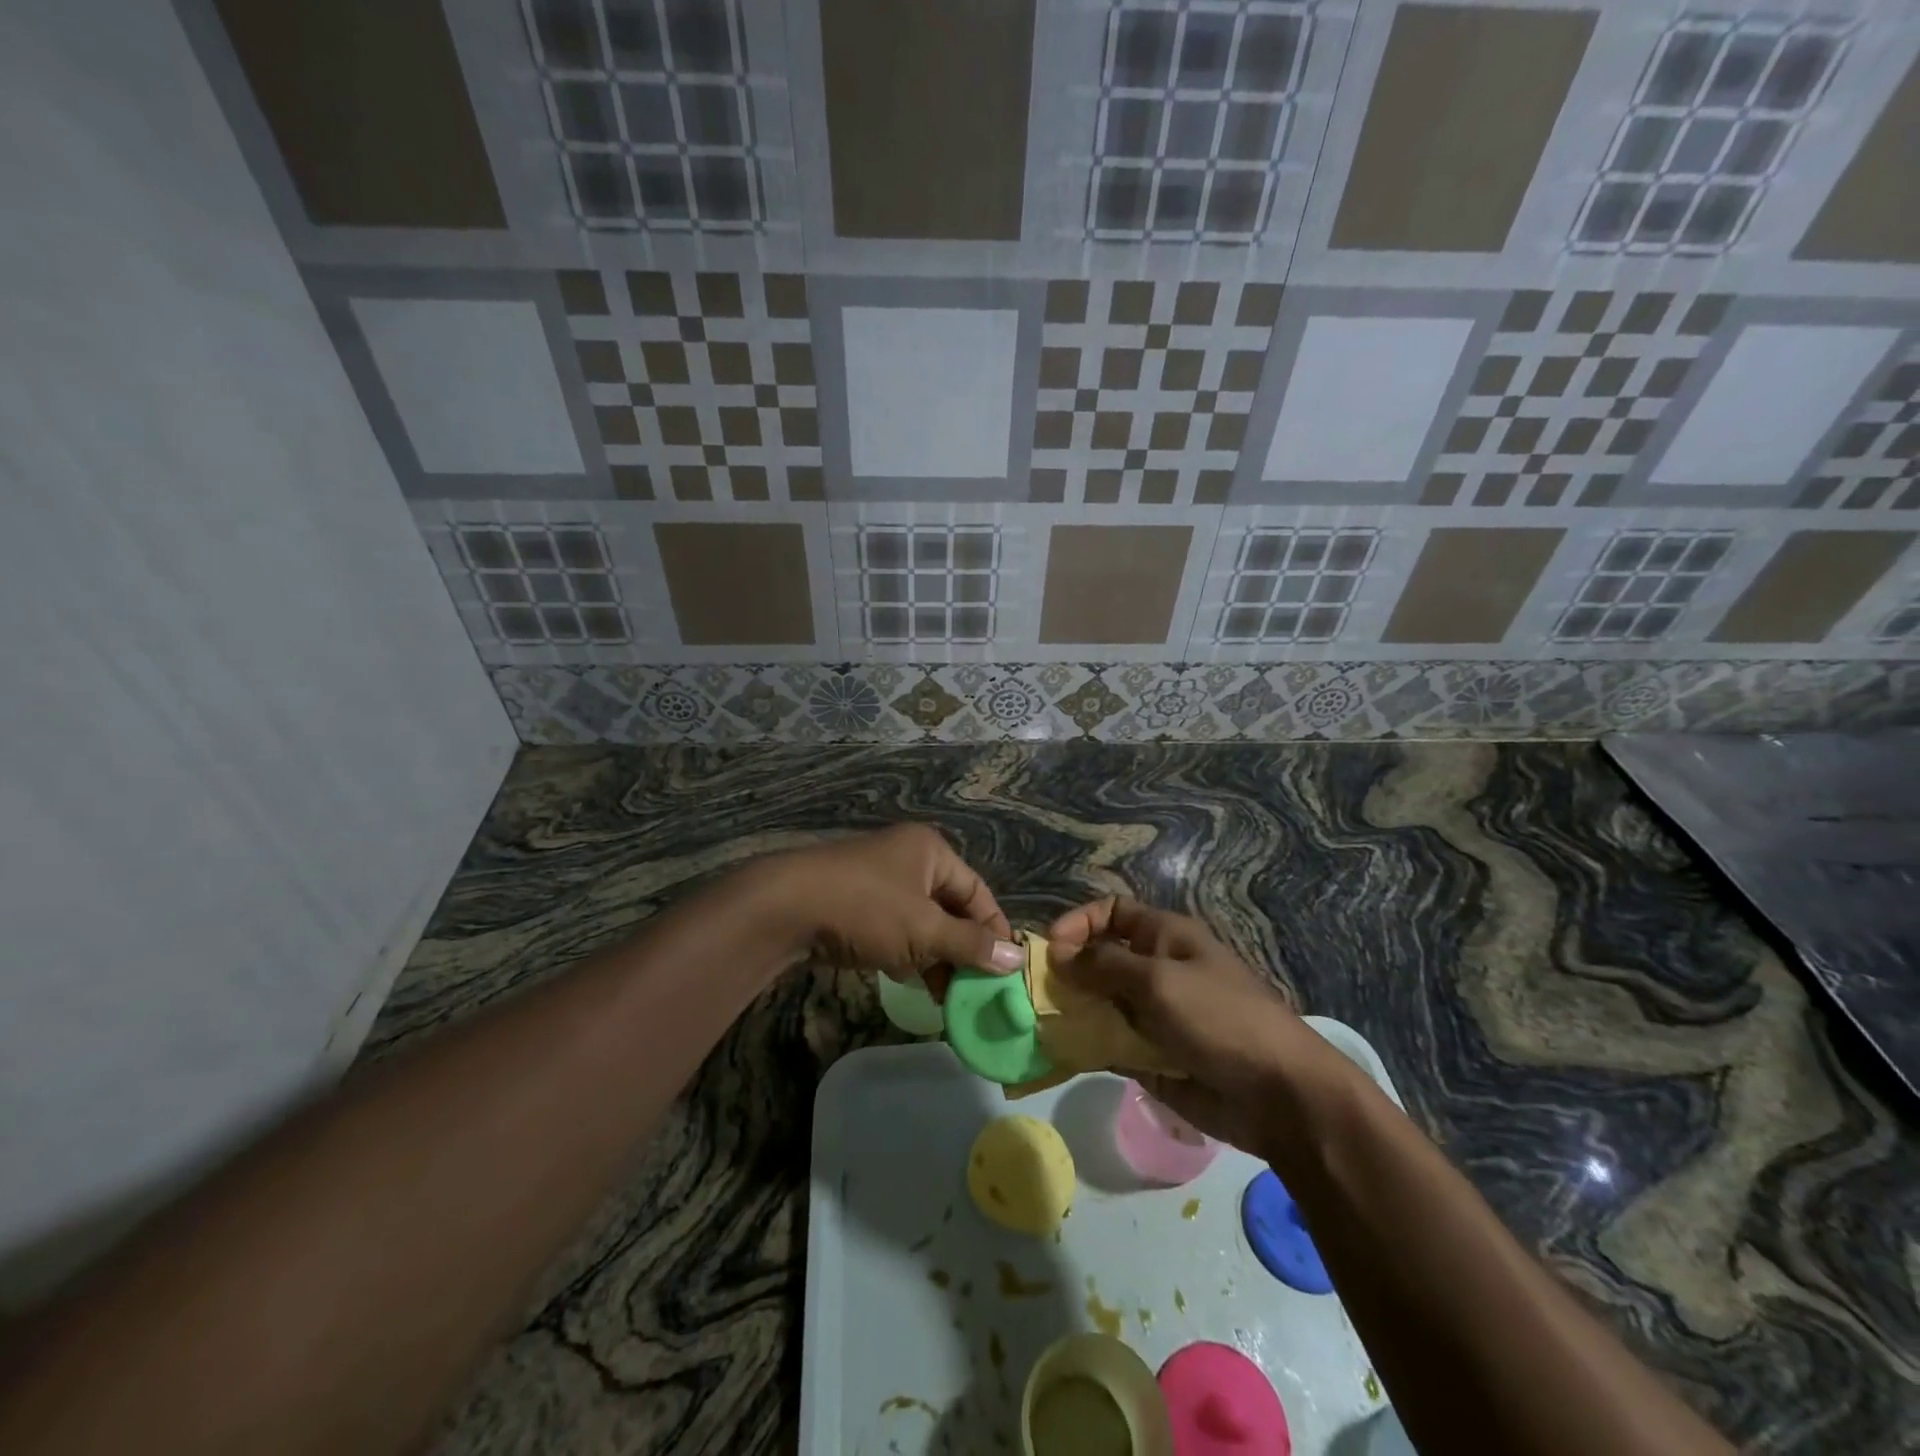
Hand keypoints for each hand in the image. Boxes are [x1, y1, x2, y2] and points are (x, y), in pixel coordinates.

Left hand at [769, 825, 1022, 997]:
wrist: (785, 908)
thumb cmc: (866, 909)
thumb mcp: (924, 930)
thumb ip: (970, 944)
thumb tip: (1017, 957)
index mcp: (931, 852)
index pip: (977, 891)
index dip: (993, 929)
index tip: (1006, 969)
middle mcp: (909, 859)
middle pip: (950, 907)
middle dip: (964, 949)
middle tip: (977, 989)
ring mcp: (880, 881)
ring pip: (923, 923)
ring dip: (937, 957)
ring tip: (950, 997)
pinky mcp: (858, 904)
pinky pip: (897, 930)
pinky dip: (909, 955)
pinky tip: (916, 985)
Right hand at [1048, 897, 1355, 1156]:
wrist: (1279, 1095)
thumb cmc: (1220, 1019)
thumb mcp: (1159, 980)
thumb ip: (1104, 965)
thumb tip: (1059, 952)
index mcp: (1165, 937)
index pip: (1112, 912)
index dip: (1079, 923)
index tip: (1051, 949)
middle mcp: (1157, 969)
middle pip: (1101, 958)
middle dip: (1067, 971)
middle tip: (1035, 993)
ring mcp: (1154, 1014)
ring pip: (1101, 1003)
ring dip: (1073, 1010)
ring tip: (1041, 1025)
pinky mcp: (1152, 1056)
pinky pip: (1110, 1043)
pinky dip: (1087, 1046)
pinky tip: (1061, 1054)